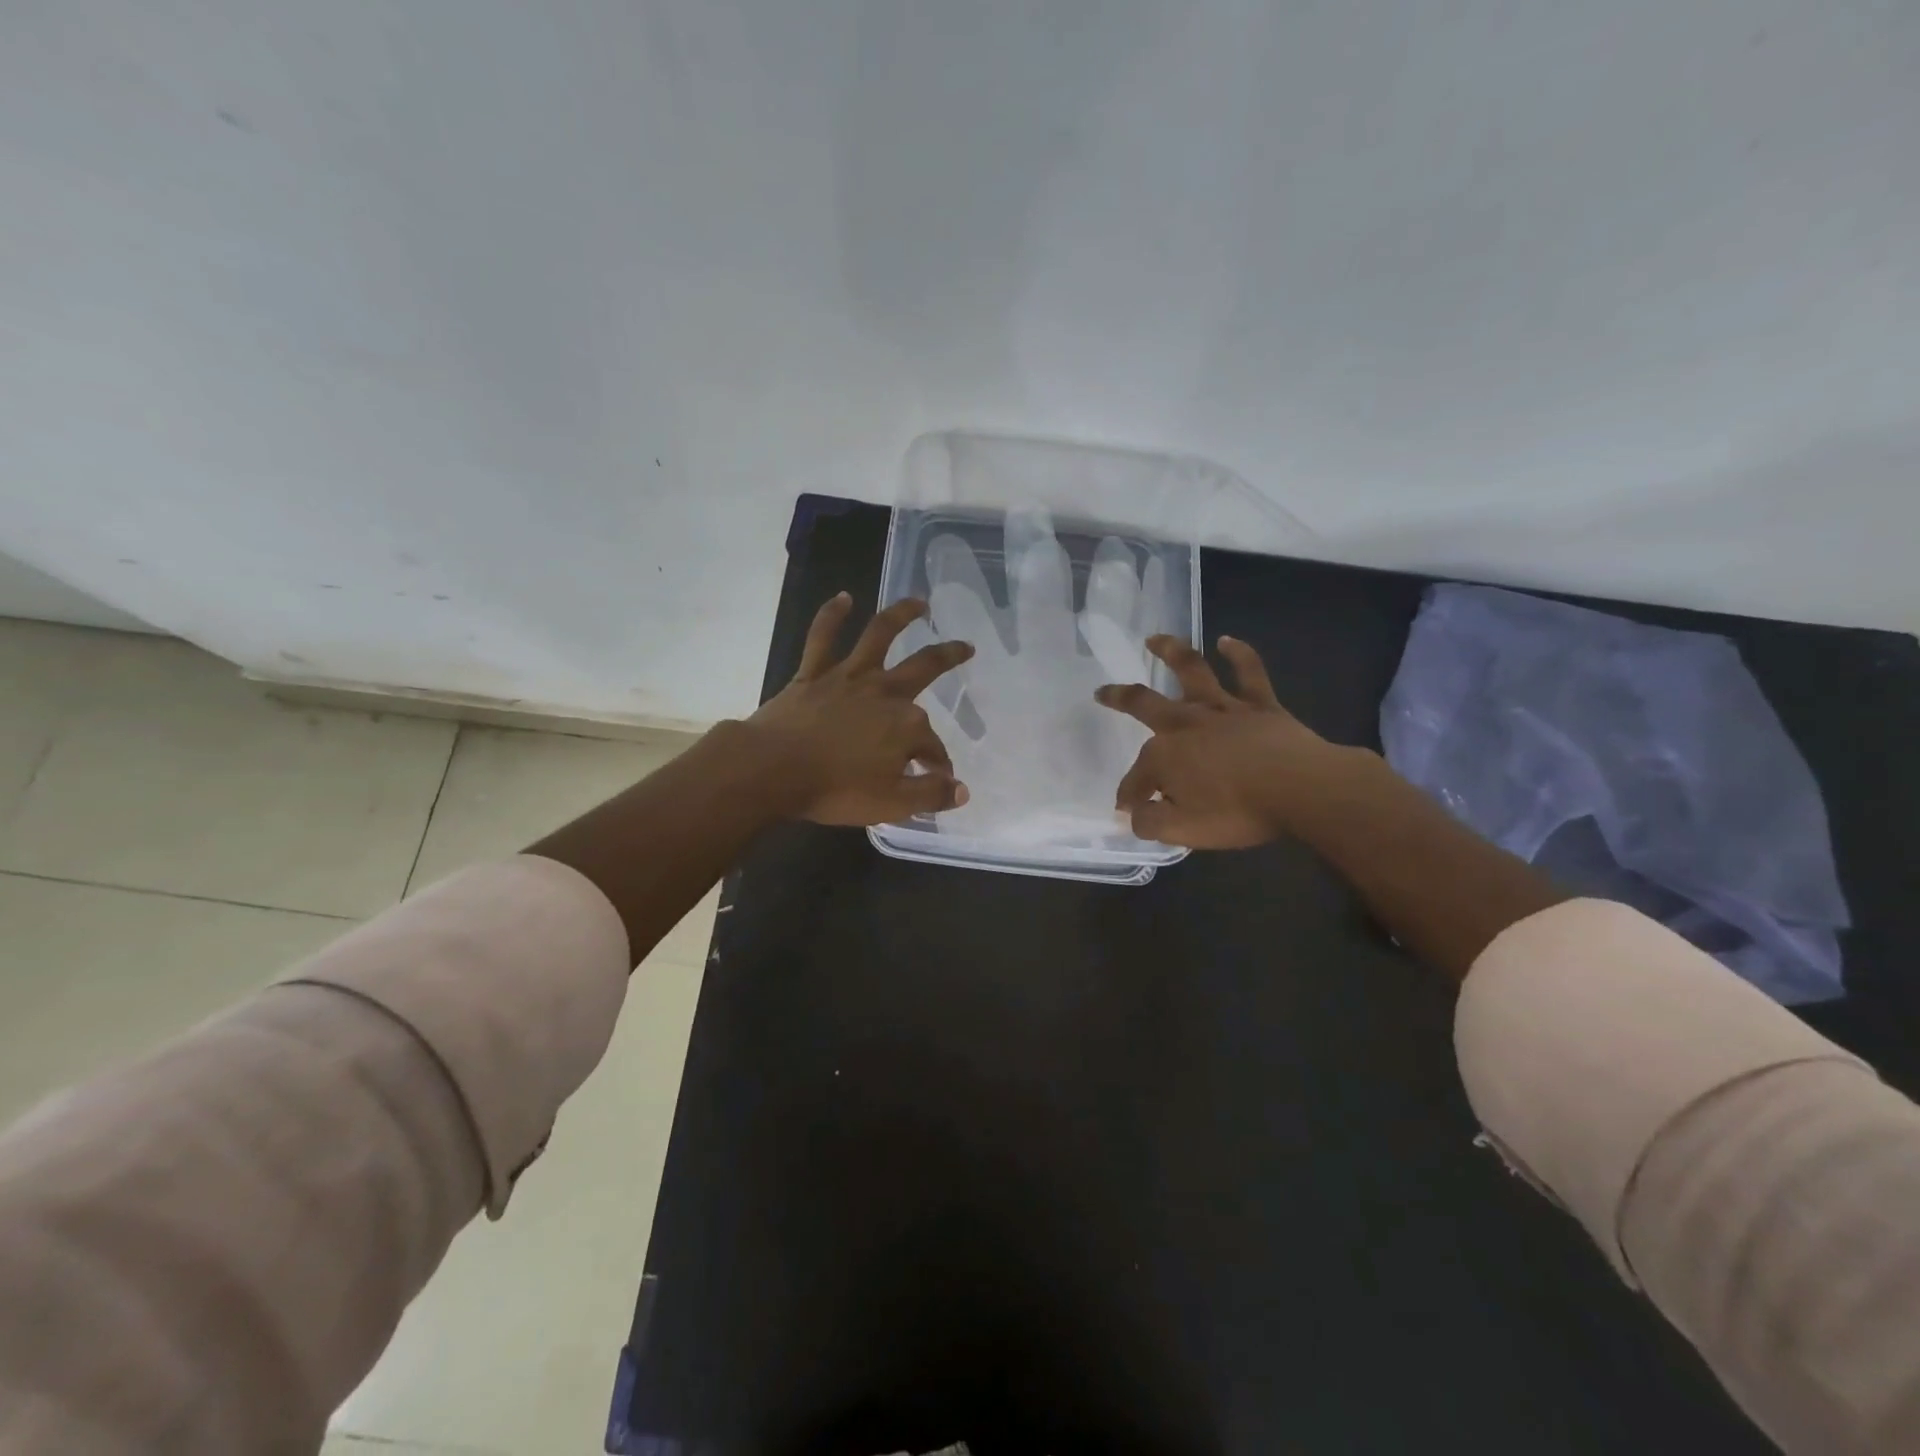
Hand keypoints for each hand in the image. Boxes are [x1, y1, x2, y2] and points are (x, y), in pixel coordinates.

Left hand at [745, 592, 973, 825]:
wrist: (772, 770)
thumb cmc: (835, 790)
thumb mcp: (892, 804)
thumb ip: (930, 795)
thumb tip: (961, 790)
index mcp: (906, 725)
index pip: (932, 746)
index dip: (937, 764)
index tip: (936, 780)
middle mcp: (884, 692)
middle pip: (924, 668)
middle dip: (949, 656)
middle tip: (966, 647)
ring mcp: (848, 677)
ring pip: (879, 636)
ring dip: (902, 615)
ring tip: (919, 602)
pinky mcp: (813, 673)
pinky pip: (823, 637)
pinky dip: (833, 615)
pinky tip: (844, 598)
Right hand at [1094, 635, 1360, 847]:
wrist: (1300, 788)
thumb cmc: (1238, 812)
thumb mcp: (1184, 831)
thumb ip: (1151, 822)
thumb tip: (1133, 814)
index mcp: (1164, 756)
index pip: (1137, 778)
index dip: (1130, 795)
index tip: (1129, 810)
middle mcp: (1185, 724)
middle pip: (1143, 704)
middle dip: (1119, 698)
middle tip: (1102, 692)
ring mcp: (1223, 709)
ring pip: (1191, 671)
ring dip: (1171, 652)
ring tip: (1154, 639)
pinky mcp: (1259, 704)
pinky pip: (1248, 672)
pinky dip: (1238, 654)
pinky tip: (1227, 641)